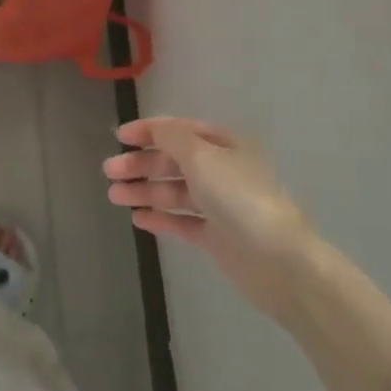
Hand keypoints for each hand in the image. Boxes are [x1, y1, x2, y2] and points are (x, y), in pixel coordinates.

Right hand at [104, 118, 317, 321]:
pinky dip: (160, 218)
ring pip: (174, 192)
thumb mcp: (202, 157)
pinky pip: (182, 221)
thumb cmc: (240, 199)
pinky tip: (137, 218)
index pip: (180, 131)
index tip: (119, 137)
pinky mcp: (217, 237)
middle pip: (174, 161)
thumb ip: (172, 138)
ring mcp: (220, 206)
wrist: (281, 262)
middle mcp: (222, 171)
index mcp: (224, 146)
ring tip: (114, 196)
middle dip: (141, 164)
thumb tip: (154, 128)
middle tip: (109, 171)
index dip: (149, 131)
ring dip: (144, 190)